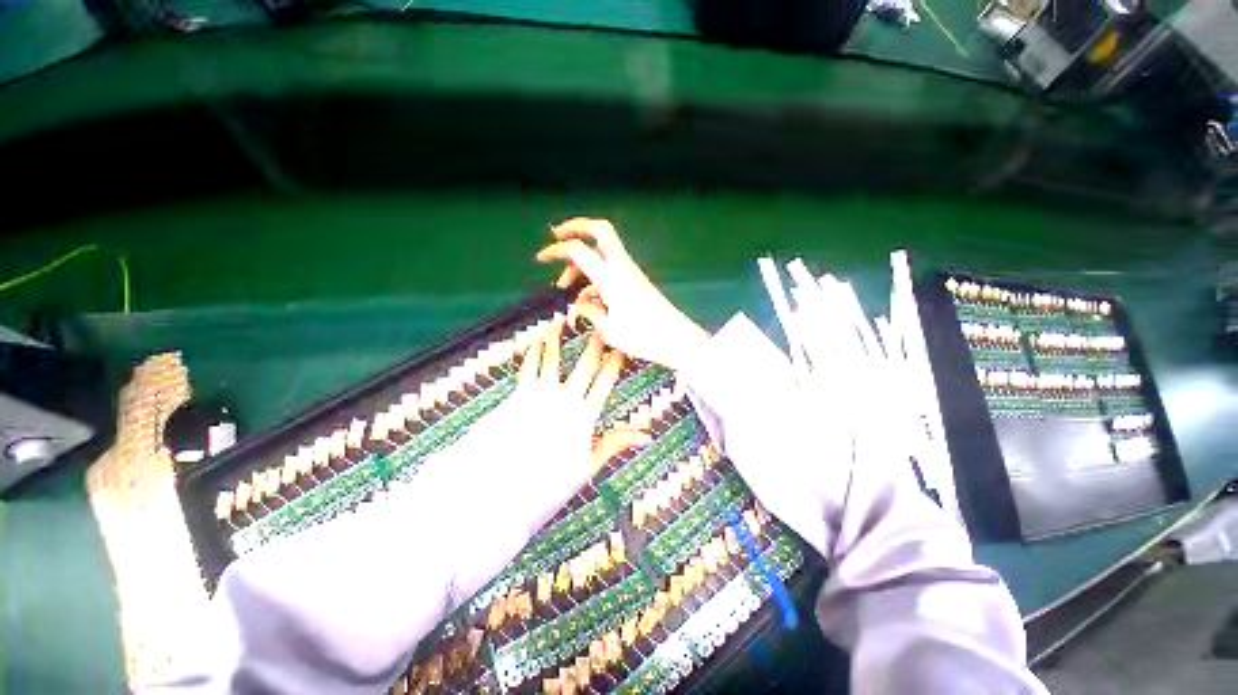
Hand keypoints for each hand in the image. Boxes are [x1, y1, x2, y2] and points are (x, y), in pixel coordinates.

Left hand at [438, 317, 649, 537]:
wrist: (503, 490)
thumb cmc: (550, 482)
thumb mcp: (588, 466)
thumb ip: (615, 443)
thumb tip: (647, 435)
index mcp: (585, 416)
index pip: (605, 382)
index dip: (615, 363)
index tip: (622, 348)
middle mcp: (565, 399)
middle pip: (584, 365)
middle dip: (594, 345)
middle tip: (601, 327)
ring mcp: (540, 396)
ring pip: (553, 360)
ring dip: (556, 341)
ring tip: (559, 323)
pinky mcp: (519, 396)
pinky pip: (528, 369)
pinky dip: (532, 354)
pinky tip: (534, 342)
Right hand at [536, 218, 710, 372]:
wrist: (677, 339)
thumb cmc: (644, 338)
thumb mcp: (609, 330)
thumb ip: (590, 312)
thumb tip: (578, 304)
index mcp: (611, 278)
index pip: (579, 250)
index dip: (557, 250)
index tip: (541, 259)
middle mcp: (621, 268)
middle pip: (600, 230)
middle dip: (576, 227)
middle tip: (556, 237)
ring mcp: (630, 273)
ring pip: (602, 252)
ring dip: (581, 261)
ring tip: (565, 285)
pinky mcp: (635, 281)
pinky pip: (610, 270)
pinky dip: (594, 278)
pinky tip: (587, 300)